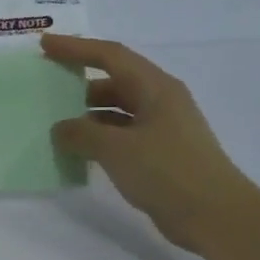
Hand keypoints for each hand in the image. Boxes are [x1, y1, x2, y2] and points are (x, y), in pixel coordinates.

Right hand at [43, 33, 257, 253]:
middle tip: (48, 87)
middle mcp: (161, 101)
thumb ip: (82, 134)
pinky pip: (123, 135)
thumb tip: (61, 129)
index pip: (110, 56)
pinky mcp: (161, 154)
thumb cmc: (167, 171)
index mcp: (155, 87)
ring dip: (88, 115)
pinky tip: (79, 151)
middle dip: (80, 82)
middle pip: (115, 80)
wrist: (214, 215)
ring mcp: (163, 128)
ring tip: (57, 124)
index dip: (75, 48)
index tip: (45, 45)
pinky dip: (100, 138)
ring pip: (118, 110)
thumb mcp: (116, 149)